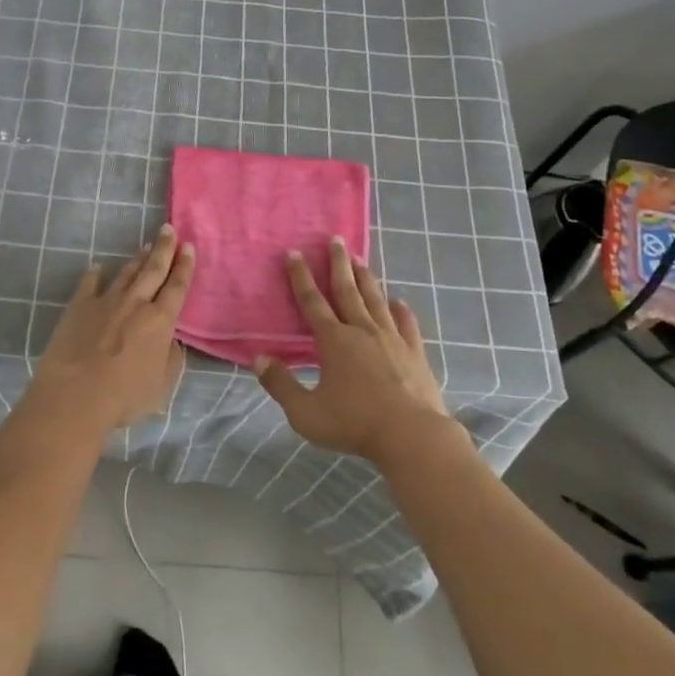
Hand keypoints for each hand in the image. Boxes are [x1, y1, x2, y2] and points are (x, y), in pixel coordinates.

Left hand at [32, 225, 194, 430]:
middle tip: (168, 229)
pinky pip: (89, 283)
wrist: (75, 394)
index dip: (184, 266)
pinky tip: (97, 266)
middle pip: (153, 270)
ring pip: (126, 274)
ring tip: (145, 246)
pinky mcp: (79, 306)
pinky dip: (94, 274)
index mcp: (160, 321)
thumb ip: (171, 360)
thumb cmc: (123, 396)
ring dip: (137, 259)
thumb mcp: (161, 386)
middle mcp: (136, 303)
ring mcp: (105, 301)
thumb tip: (172, 342)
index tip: (188, 247)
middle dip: (164, 248)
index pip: (177, 287)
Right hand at [255, 236, 456, 464]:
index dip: (301, 277)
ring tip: (360, 259)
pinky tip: (399, 301)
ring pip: (375, 300)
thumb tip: (259, 359)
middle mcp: (362, 330)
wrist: (412, 436)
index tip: (295, 253)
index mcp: (334, 340)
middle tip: (335, 239)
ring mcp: (392, 339)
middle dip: (338, 263)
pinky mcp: (415, 352)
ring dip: (366, 278)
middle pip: (347, 290)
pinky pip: (406, 324)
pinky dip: (401, 310)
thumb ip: (281, 385)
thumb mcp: (305, 412)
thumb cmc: (354, 424)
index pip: (312, 301)